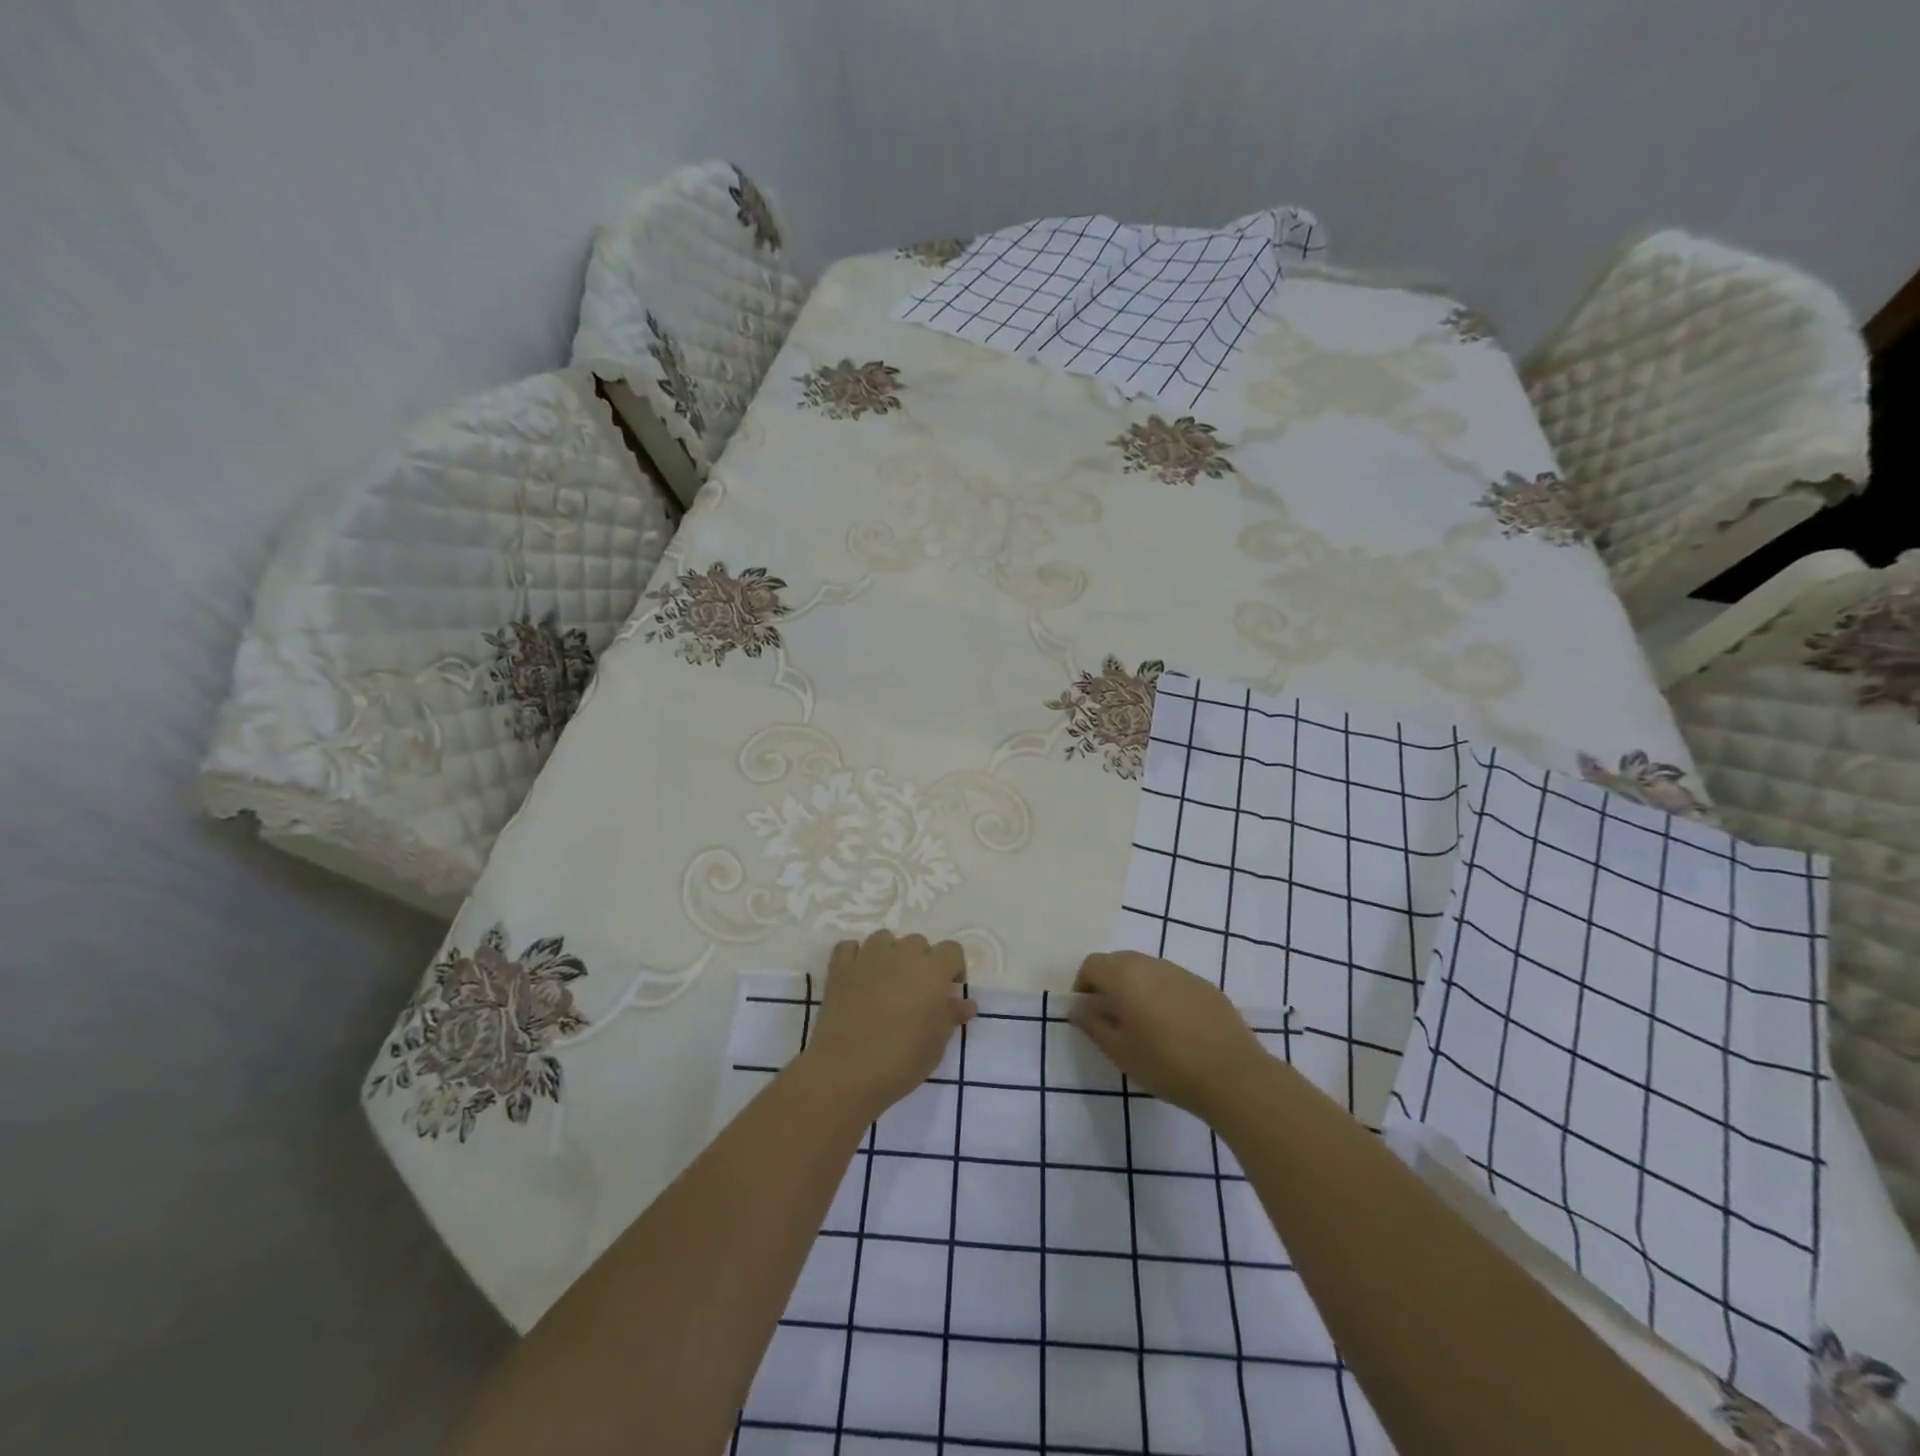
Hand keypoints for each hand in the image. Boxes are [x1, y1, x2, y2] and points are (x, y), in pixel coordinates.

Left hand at [798, 931, 973, 1121]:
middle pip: (918, 942)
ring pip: (885, 938)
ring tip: (887, 982)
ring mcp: (868, 957)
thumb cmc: (902, 1059)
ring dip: (890, 954)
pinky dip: (856, 957)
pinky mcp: (840, 967)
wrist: (847, 1071)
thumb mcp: (937, 1043)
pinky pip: (849, 947)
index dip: (953, 969)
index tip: (948, 993)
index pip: (952, 950)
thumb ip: (952, 1015)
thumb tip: (965, 1003)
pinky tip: (857, 977)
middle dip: (921, 962)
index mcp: (933, 969)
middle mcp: (902, 954)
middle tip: (916, 993)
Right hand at [1070, 951, 1272, 1119]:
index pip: (1092, 964)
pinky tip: (1174, 1027)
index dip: (1083, 984)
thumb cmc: (1166, 1064)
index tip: (1087, 1011)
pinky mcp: (1205, 985)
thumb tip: (1077, 1006)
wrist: (1232, 1075)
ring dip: (1137, 987)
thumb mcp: (1119, 1051)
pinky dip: (1163, 994)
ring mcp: (1181, 972)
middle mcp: (1151, 964)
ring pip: (1147, 969)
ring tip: (1144, 1023)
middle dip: (1109, 983)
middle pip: (1119, 961)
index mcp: (1125, 975)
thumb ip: (1093, 1024)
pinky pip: (1172, 981)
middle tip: (1112, 1017)